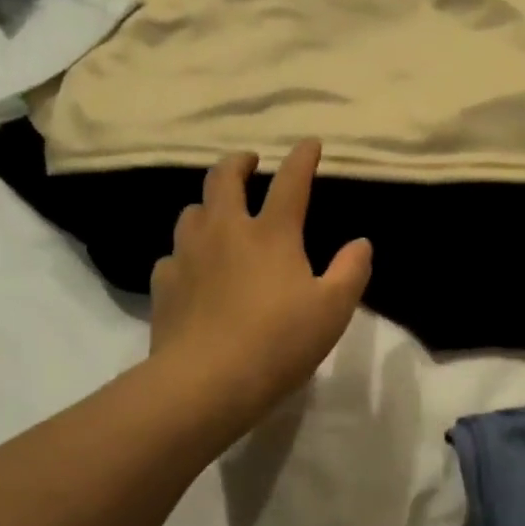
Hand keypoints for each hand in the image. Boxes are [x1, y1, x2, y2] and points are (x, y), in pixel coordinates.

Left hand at [149, 141, 371, 435]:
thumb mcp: (333, 310)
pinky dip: (186, 253)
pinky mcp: (164, 284)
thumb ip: (351, 271)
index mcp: (271, 233)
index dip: (302, 158)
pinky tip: (193, 269)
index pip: (290, 182)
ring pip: (192, 212)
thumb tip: (360, 243)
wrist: (206, 382)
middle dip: (238, 163)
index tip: (310, 144)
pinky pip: (173, 255)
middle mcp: (225, 231)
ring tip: (218, 215)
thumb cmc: (279, 342)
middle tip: (248, 161)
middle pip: (223, 179)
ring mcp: (188, 255)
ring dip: (208, 205)